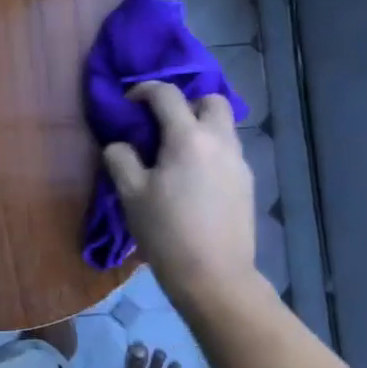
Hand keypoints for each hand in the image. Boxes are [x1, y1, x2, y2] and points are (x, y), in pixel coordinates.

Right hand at [103, 82, 258, 311]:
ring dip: (201, 127)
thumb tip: (120, 145)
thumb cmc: (166, 233)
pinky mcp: (247, 183)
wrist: (214, 277)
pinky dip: (211, 150)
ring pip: (224, 126)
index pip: (167, 94)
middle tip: (164, 125)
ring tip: (177, 153)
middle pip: (211, 100)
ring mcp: (238, 162)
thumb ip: (121, 159)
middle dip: (187, 103)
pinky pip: (228, 151)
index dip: (144, 90)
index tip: (129, 103)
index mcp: (188, 138)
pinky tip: (194, 178)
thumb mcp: (131, 195)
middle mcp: (219, 141)